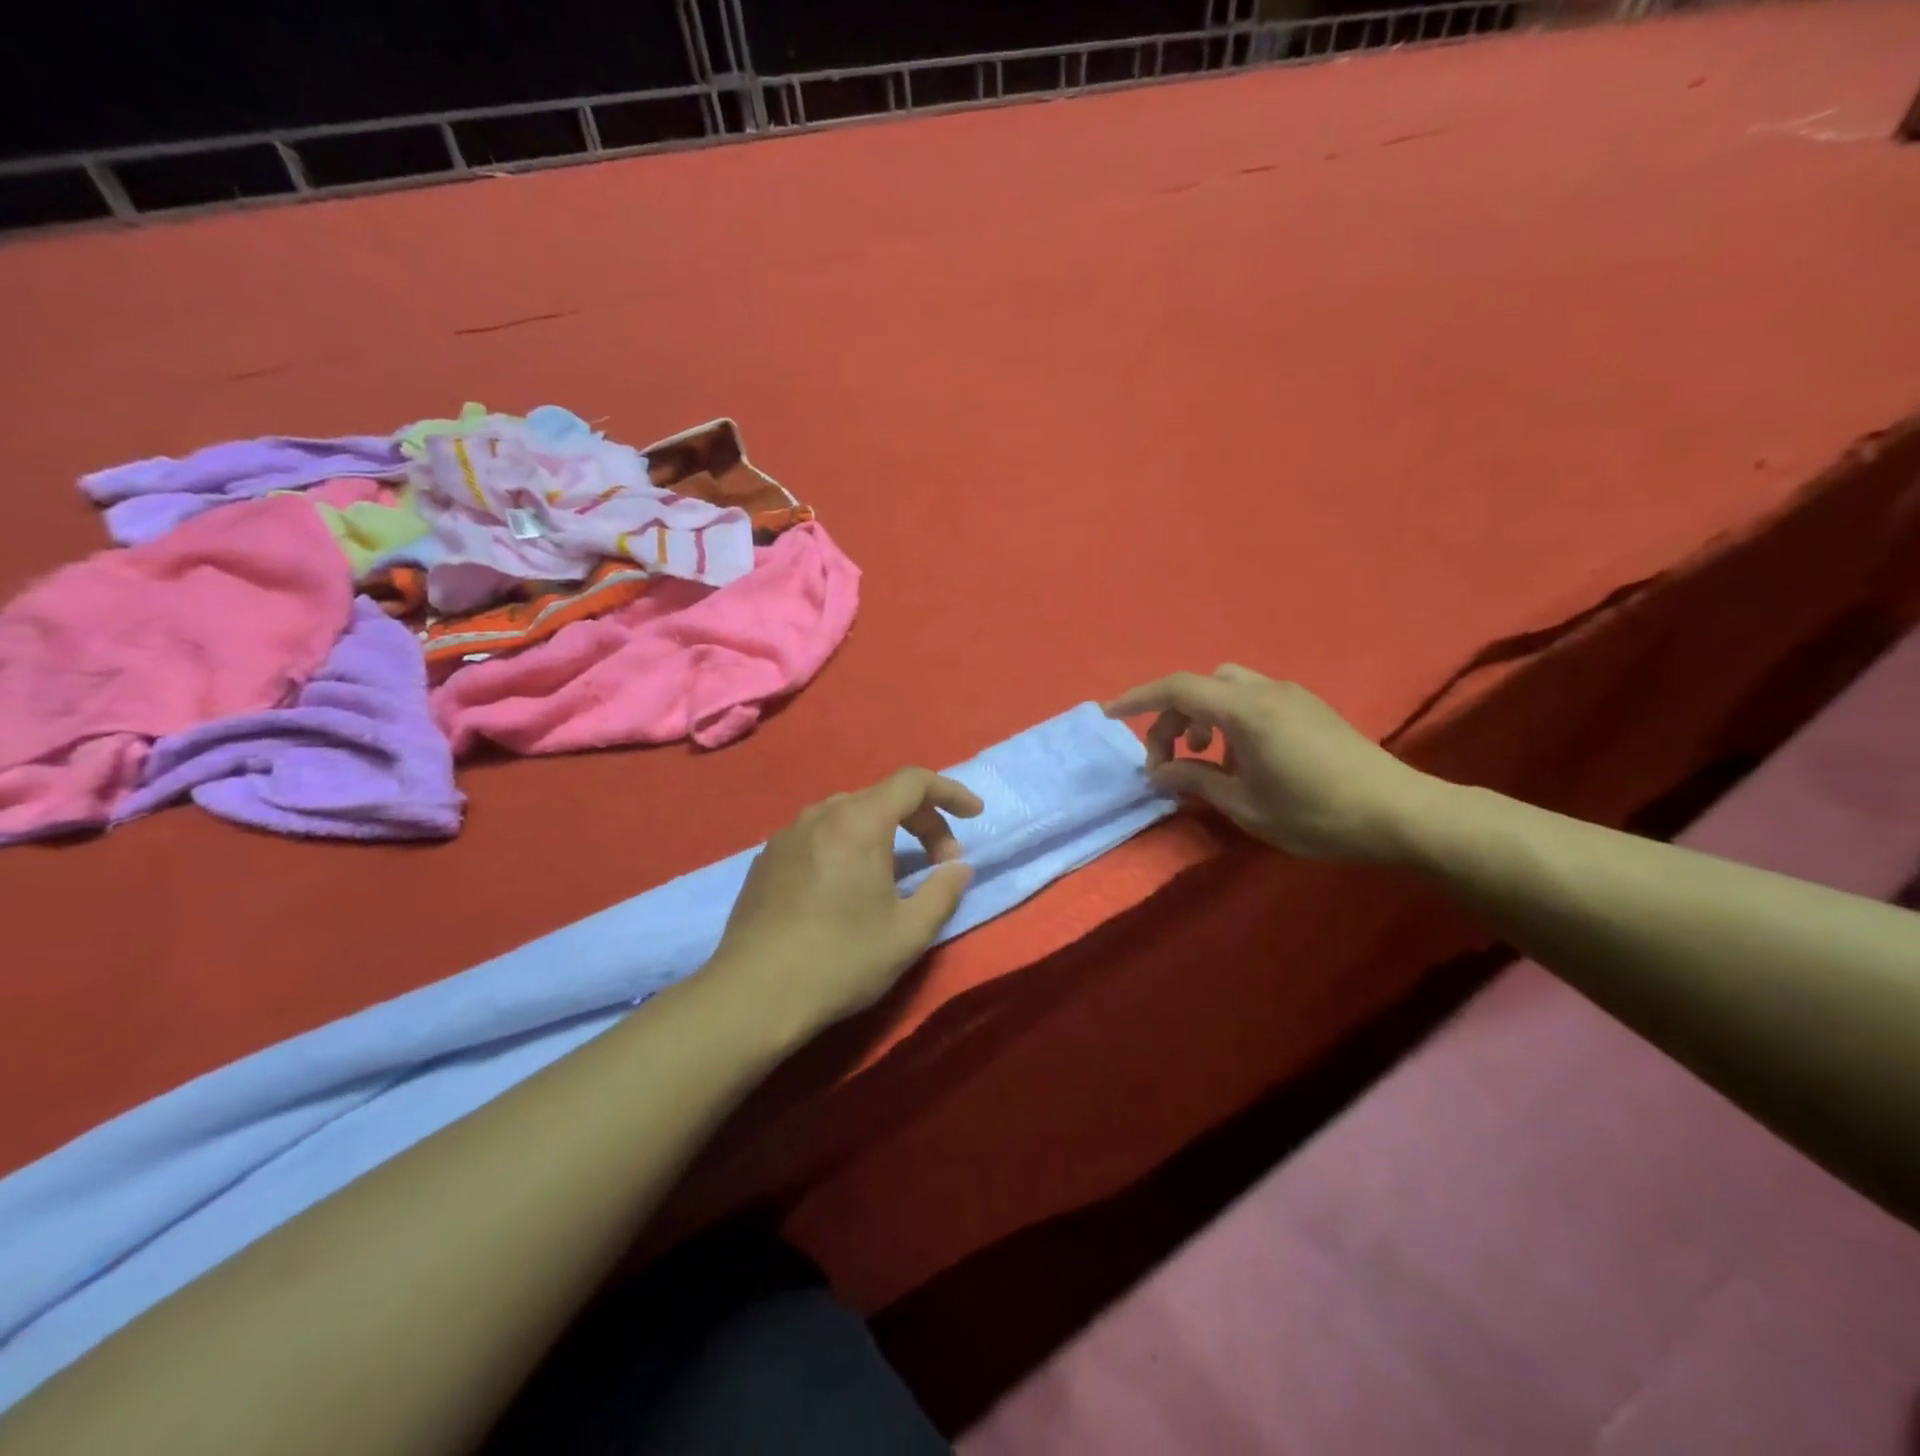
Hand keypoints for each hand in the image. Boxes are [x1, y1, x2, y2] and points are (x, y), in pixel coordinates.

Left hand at [709, 768, 984, 1037]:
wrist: (753, 995)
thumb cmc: (841, 959)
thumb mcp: (908, 932)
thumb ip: (943, 891)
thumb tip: (958, 868)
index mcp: (859, 821)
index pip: (914, 782)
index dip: (950, 793)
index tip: (975, 816)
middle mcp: (820, 814)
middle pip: (882, 797)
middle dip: (922, 821)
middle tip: (941, 864)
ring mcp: (787, 835)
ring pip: (848, 815)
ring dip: (884, 833)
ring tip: (896, 874)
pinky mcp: (765, 860)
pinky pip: (818, 836)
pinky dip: (848, 846)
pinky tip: (847, 887)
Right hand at [1105, 665, 1440, 861]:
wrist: (1399, 813)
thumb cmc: (1315, 813)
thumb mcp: (1244, 804)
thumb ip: (1194, 780)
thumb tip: (1157, 773)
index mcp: (1246, 711)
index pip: (1177, 689)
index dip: (1138, 699)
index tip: (1109, 716)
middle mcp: (1267, 691)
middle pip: (1202, 685)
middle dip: (1173, 716)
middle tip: (1168, 761)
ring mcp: (1292, 696)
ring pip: (1228, 688)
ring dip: (1204, 716)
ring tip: (1206, 759)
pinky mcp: (1309, 709)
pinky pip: (1254, 699)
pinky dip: (1230, 719)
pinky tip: (1242, 760)